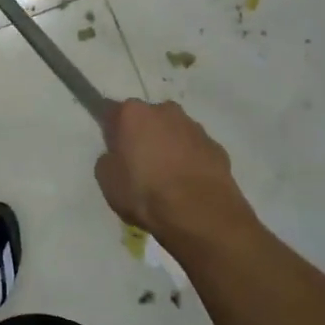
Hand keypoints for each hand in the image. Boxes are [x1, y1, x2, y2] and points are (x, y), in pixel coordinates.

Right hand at [94, 100, 248, 242]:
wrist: (201, 214)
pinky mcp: (217, 147)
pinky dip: (190, 161)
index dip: (110, 130)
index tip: (111, 148)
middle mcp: (165, 111)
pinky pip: (195, 150)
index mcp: (133, 113)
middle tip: (138, 164)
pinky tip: (187, 185)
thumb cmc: (145, 193)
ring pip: (173, 132)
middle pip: (146, 118)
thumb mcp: (107, 181)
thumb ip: (108, 160)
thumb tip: (117, 157)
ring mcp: (195, 127)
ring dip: (168, 147)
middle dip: (142, 135)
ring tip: (166, 179)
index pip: (112, 112)